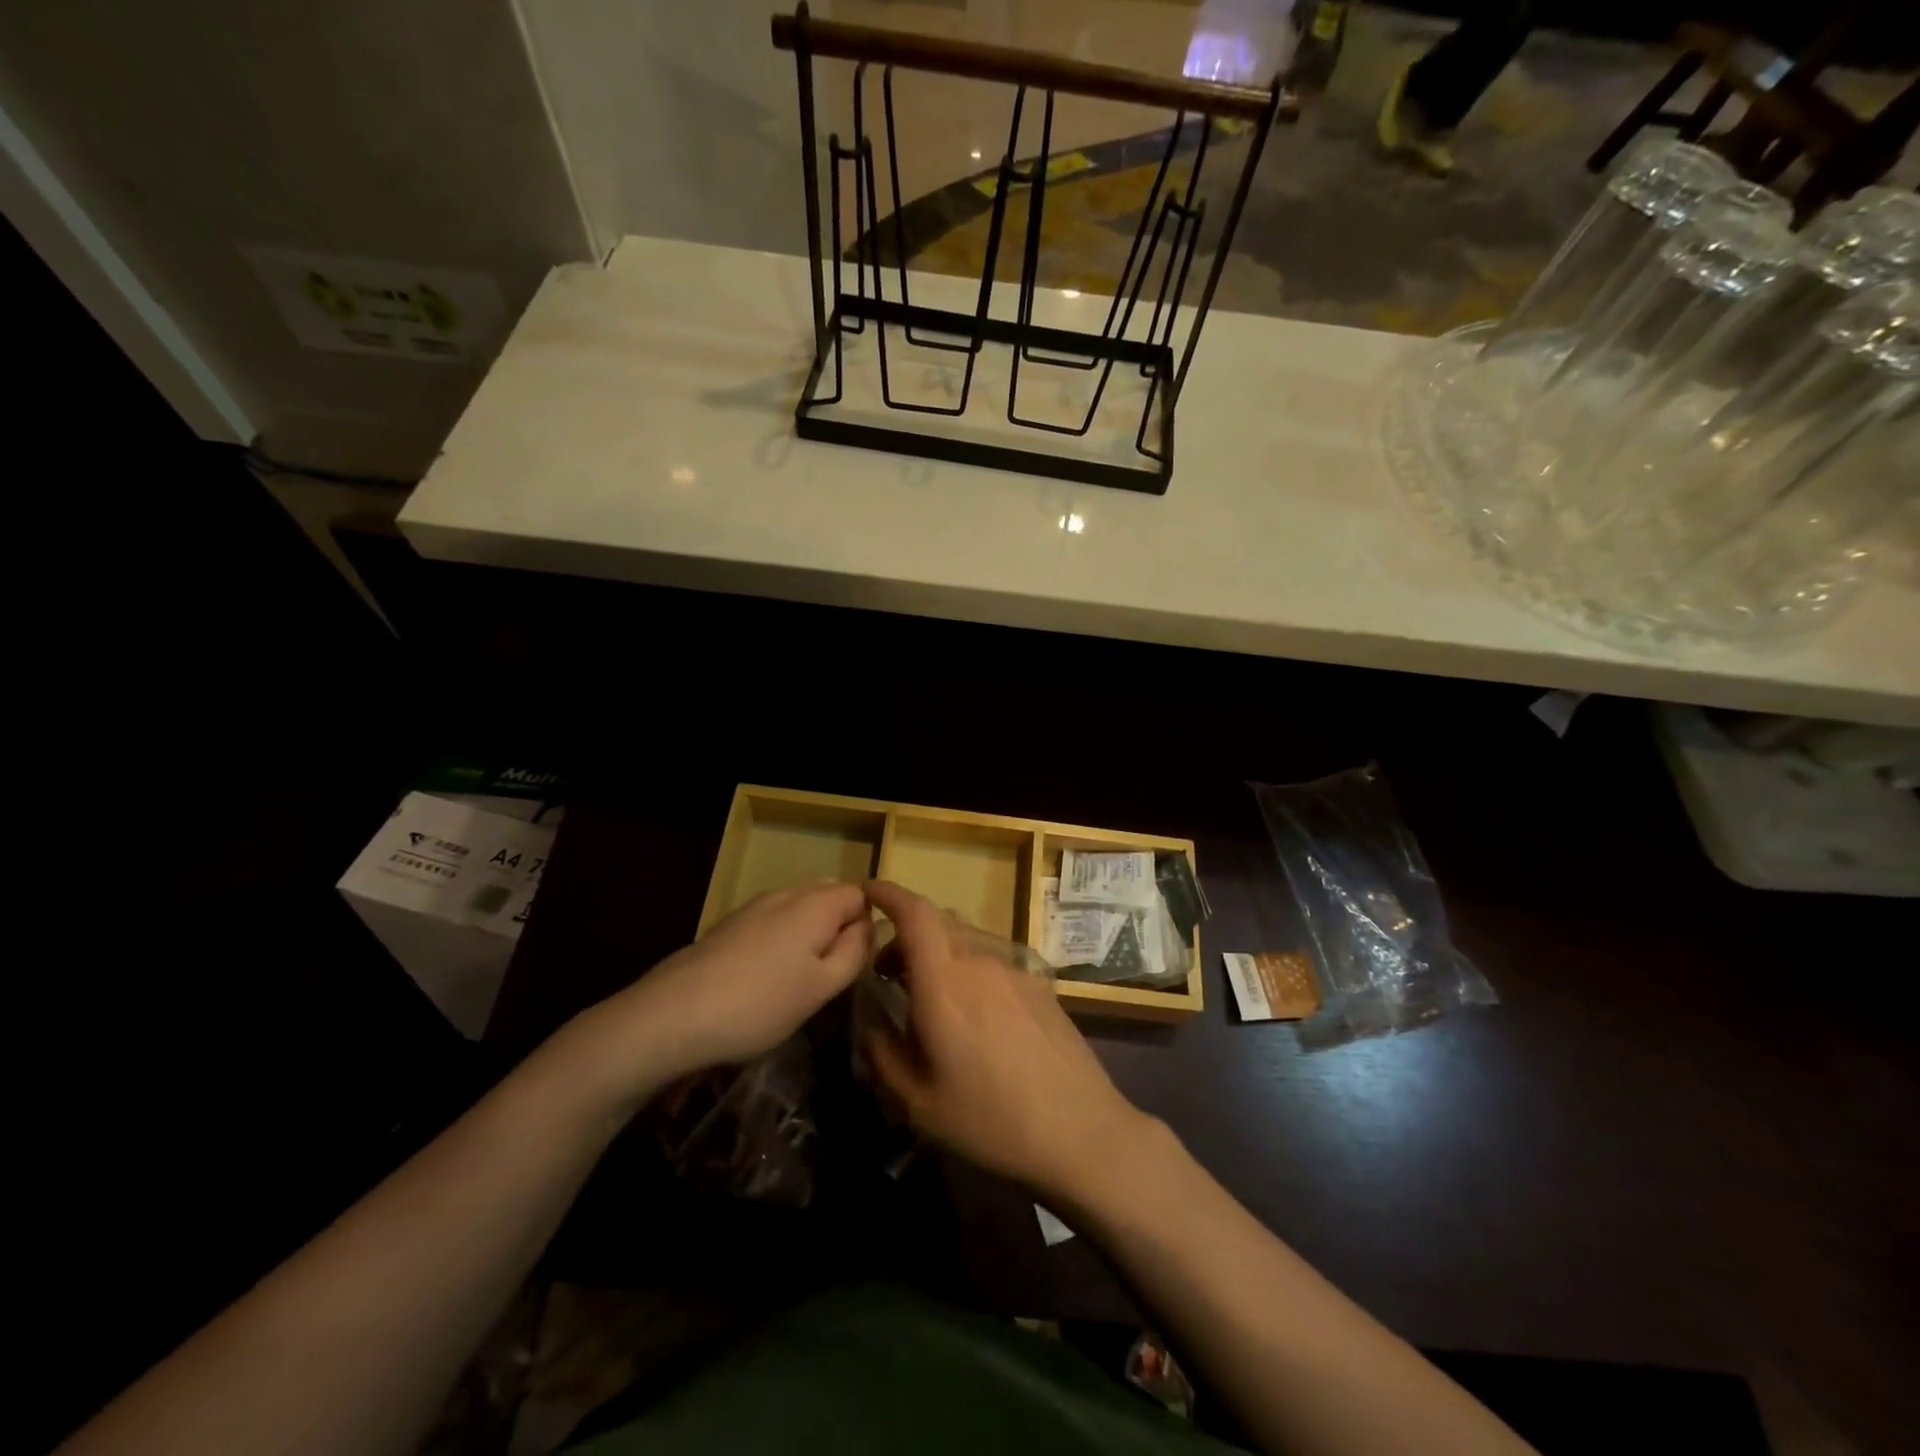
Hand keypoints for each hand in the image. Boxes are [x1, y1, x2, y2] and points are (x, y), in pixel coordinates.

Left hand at [575, 882, 872, 1101]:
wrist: (671, 1016)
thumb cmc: (760, 1005)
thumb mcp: (822, 987)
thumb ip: (855, 951)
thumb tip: (870, 925)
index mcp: (816, 903)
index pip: (860, 894)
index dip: (867, 924)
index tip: (857, 963)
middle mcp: (786, 893)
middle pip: (829, 894)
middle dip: (839, 924)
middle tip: (833, 971)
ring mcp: (753, 906)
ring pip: (798, 906)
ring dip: (810, 932)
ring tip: (800, 978)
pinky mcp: (728, 924)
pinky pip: (772, 919)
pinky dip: (782, 938)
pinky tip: (766, 977)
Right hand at [864, 880, 1154, 1204]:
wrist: (1081, 1131)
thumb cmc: (991, 1120)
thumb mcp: (920, 1103)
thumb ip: (884, 1054)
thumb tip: (871, 1023)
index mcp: (945, 984)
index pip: (915, 914)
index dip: (889, 893)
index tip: (868, 890)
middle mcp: (980, 962)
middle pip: (939, 923)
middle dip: (906, 936)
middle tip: (889, 973)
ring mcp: (1015, 970)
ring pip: (966, 942)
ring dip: (939, 955)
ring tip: (931, 1000)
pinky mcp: (1039, 985)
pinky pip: (992, 962)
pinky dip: (968, 971)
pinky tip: (976, 1018)